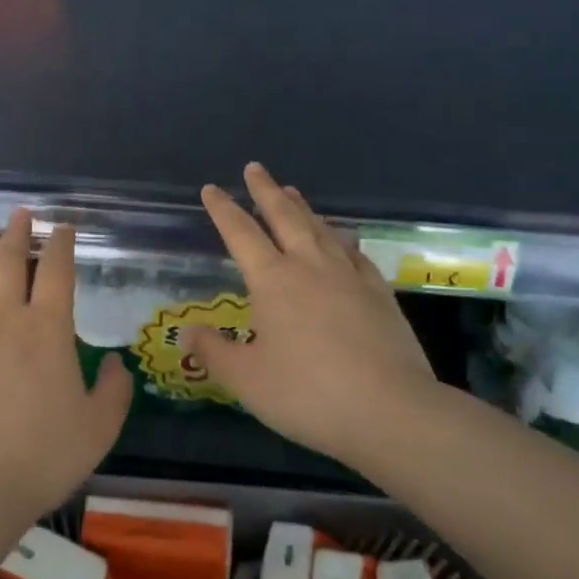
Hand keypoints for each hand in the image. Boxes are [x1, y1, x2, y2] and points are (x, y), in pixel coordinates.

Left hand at [0, 210, 132, 541]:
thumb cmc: (42, 456)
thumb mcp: (99, 428)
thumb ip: (115, 389)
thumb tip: (115, 362)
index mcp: (48, 329)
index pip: (56, 271)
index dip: (61, 244)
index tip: (63, 227)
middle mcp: (5, 318)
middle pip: (10, 263)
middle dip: (18, 234)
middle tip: (22, 214)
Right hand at [185, 163, 438, 471]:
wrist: (390, 410)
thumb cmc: (308, 394)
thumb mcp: (246, 380)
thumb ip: (214, 352)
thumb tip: (188, 331)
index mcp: (273, 280)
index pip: (241, 234)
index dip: (223, 210)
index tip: (211, 189)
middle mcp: (310, 266)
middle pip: (284, 216)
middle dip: (266, 191)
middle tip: (255, 169)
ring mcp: (349, 276)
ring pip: (320, 229)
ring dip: (302, 207)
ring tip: (292, 191)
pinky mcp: (379, 293)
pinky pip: (354, 253)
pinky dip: (342, 238)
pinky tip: (342, 238)